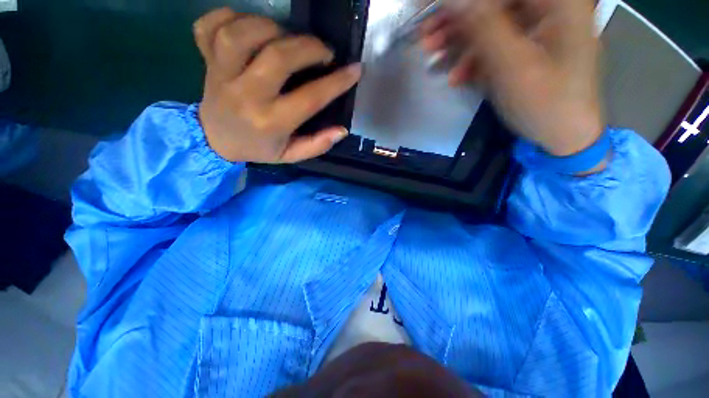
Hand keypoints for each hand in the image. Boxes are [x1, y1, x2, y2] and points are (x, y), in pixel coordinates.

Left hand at [194, 8, 361, 162]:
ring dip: (272, 26)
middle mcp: (246, 96)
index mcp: (271, 123)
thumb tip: (342, 130)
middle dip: (309, 47)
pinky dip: (231, 16)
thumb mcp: (290, 155)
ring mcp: (221, 75)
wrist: (215, 141)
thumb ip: (317, 145)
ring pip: (242, 34)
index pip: (310, 98)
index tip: (354, 70)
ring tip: (288, 37)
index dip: (336, 82)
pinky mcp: (205, 60)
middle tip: (324, 51)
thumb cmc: (257, 148)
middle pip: (278, 57)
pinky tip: (251, 27)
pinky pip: (210, 25)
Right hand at [421, 0, 603, 157]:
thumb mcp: (512, 65)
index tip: (432, 9)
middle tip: (426, 35)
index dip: (462, 1)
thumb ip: (484, 27)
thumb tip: (453, 0)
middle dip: (457, 19)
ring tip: (433, 57)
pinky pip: (496, 43)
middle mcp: (549, 7)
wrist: (563, 137)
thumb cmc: (546, 103)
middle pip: (494, 3)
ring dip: (459, 40)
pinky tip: (456, 75)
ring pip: (491, 22)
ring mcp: (538, 28)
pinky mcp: (528, 48)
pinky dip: (474, 57)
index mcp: (558, 1)